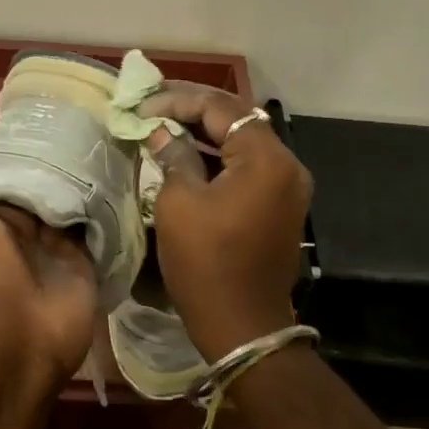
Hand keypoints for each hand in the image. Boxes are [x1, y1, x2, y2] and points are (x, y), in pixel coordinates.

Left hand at [0, 129, 97, 390]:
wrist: (16, 341)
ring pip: (74, 195)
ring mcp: (58, 239)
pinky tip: (126, 164)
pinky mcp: (87, 255)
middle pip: (45, 178)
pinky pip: (99, 220)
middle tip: (92, 112)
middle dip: (63, 152)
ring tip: (115, 129)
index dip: (23, 140)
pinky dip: (109, 198)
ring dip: (90, 171)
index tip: (47, 105)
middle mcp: (25, 222)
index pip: (8, 167)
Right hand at [138, 86, 312, 361]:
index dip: (177, 100)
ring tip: (162, 124)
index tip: (141, 104)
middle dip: (192, 110)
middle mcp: (286, 165)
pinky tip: (185, 154)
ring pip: (242, 143)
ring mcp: (287, 187)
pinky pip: (247, 167)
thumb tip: (159, 132)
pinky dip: (217, 157)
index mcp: (266, 159)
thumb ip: (172, 156)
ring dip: (204, 133)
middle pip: (236, 120)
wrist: (243, 327)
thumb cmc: (206, 263)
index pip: (220, 108)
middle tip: (151, 106)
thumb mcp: (179, 204)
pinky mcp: (279, 206)